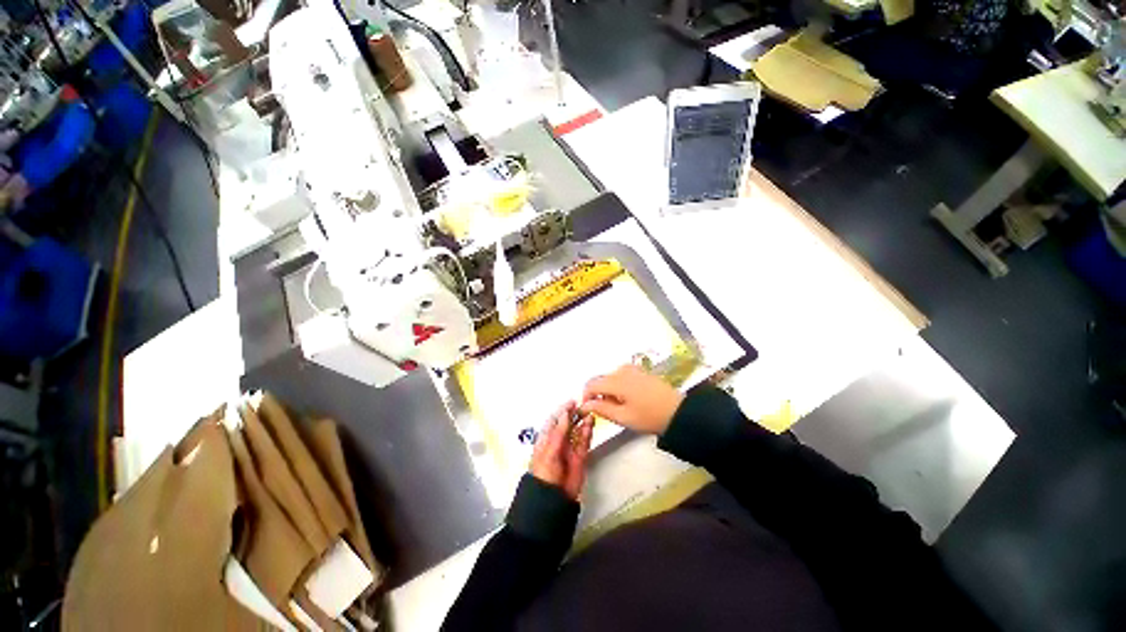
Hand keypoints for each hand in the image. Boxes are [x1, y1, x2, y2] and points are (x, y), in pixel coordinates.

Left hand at [529, 401, 594, 499]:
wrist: (553, 498)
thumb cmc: (544, 473)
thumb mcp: (549, 450)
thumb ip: (558, 432)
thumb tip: (565, 413)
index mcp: (546, 439)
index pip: (554, 421)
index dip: (562, 411)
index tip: (572, 402)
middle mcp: (558, 442)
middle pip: (567, 424)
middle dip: (575, 414)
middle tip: (584, 404)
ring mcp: (569, 449)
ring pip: (577, 431)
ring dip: (583, 422)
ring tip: (589, 412)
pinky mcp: (580, 457)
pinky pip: (584, 442)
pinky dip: (588, 432)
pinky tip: (591, 423)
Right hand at [580, 364, 683, 434]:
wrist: (677, 411)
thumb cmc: (649, 417)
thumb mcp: (623, 417)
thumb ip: (601, 409)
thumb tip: (585, 405)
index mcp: (616, 381)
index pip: (592, 384)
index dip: (586, 397)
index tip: (587, 410)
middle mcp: (622, 370)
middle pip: (600, 379)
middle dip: (598, 394)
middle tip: (606, 411)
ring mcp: (632, 369)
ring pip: (610, 378)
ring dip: (608, 390)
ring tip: (619, 407)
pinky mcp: (639, 370)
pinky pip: (621, 375)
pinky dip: (618, 385)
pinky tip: (627, 398)